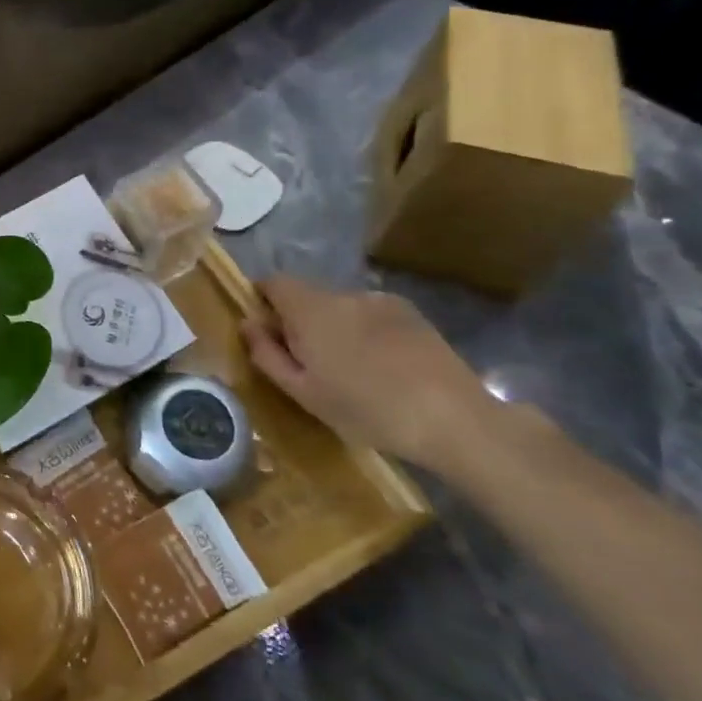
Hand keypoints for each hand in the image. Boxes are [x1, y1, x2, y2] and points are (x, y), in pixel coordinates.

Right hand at [241, 275, 532, 478]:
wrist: (454, 418)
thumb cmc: (366, 409)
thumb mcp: (302, 391)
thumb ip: (266, 353)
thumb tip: (247, 324)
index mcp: (310, 310)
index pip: (272, 282)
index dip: (262, 300)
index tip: (267, 332)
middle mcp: (342, 294)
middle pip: (307, 296)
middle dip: (300, 321)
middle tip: (309, 363)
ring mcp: (381, 301)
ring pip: (340, 307)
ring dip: (335, 328)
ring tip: (351, 370)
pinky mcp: (412, 314)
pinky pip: (371, 315)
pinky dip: (366, 332)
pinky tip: (383, 367)